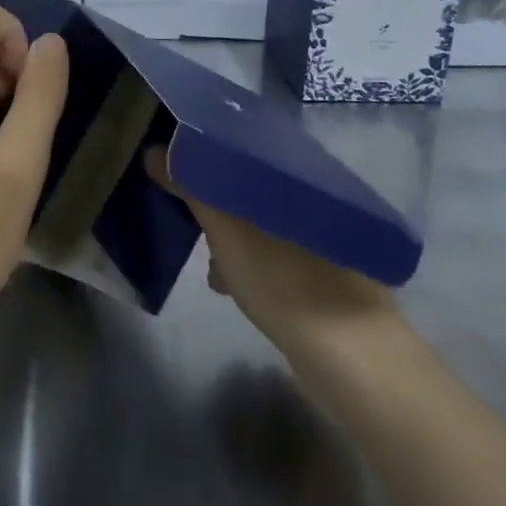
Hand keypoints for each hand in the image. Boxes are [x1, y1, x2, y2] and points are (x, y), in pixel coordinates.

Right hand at [144, 147, 403, 357]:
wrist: (351, 357)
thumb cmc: (283, 279)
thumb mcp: (226, 230)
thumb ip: (191, 188)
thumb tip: (154, 151)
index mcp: (299, 175)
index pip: (249, 148)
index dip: (213, 154)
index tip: (183, 165)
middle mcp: (318, 198)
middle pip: (255, 186)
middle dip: (219, 201)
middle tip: (191, 217)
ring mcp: (328, 239)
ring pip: (266, 221)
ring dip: (234, 236)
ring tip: (209, 263)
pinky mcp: (331, 274)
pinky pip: (280, 253)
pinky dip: (253, 261)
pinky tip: (232, 285)